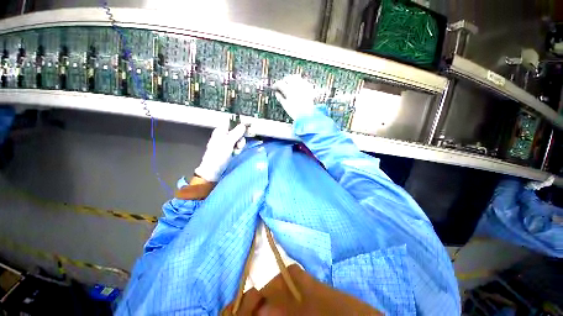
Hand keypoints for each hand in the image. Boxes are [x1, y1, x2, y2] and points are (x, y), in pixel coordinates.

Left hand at [194, 124, 246, 181]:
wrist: (213, 170)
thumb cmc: (218, 155)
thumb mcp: (228, 143)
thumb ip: (236, 133)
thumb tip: (243, 125)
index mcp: (221, 131)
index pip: (232, 122)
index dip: (241, 123)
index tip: (249, 125)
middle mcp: (225, 135)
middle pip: (238, 131)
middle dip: (241, 138)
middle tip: (240, 144)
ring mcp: (228, 143)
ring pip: (240, 140)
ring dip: (240, 145)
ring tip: (235, 151)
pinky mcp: (231, 149)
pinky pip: (238, 146)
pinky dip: (238, 150)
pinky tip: (235, 154)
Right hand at [273, 74, 315, 119]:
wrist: (307, 115)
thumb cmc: (295, 112)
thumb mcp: (285, 106)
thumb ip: (280, 98)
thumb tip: (276, 93)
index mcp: (289, 90)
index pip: (280, 83)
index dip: (276, 85)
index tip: (274, 87)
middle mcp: (296, 86)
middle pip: (288, 78)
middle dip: (284, 81)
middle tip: (281, 85)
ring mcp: (303, 86)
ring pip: (296, 77)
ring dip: (291, 79)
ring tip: (290, 84)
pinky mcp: (309, 87)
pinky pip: (303, 81)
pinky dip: (299, 82)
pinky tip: (298, 86)